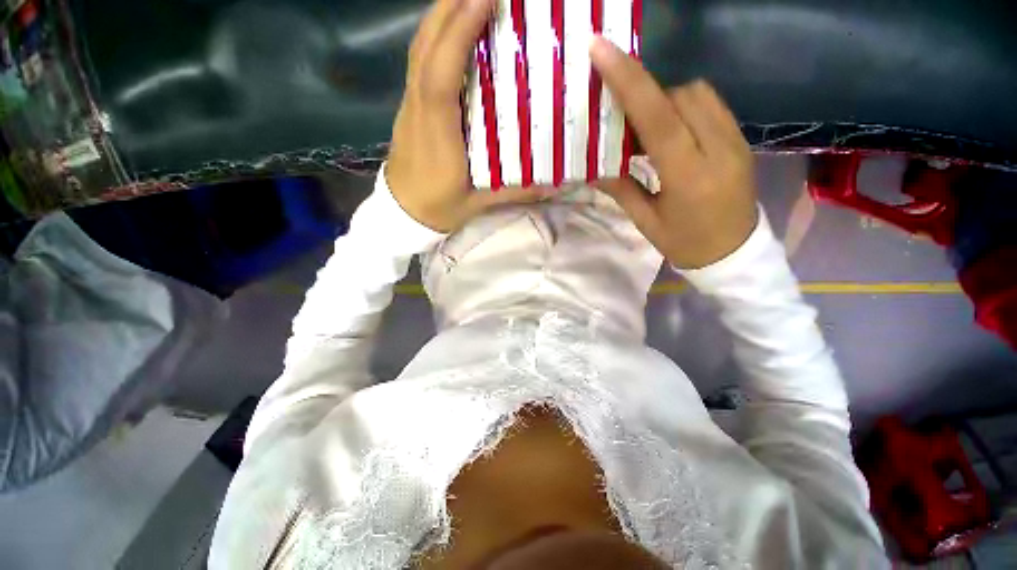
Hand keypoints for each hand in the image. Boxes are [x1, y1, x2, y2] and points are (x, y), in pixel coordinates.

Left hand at [387, 0, 547, 232]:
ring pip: (419, 47)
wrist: (403, 213)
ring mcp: (410, 104)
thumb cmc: (439, 208)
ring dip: (443, 13)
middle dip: (452, 5)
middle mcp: (419, 109)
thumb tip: (553, 184)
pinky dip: (436, 34)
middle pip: (426, 46)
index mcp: (437, 133)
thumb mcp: (478, 204)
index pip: (441, 74)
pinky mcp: (410, 106)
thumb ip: (514, 192)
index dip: (459, 32)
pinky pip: (419, 60)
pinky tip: (453, 27)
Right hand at [590, 37, 758, 268]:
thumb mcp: (645, 222)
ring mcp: (736, 141)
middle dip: (647, 94)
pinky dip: (685, 105)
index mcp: (689, 177)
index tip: (602, 50)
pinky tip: (671, 128)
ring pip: (699, 93)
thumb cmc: (684, 243)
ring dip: (666, 99)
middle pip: (680, 96)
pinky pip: (711, 104)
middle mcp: (718, 150)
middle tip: (622, 114)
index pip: (658, 119)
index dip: (630, 82)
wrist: (734, 253)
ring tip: (646, 125)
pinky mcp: (741, 139)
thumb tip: (593, 165)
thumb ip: (621, 188)